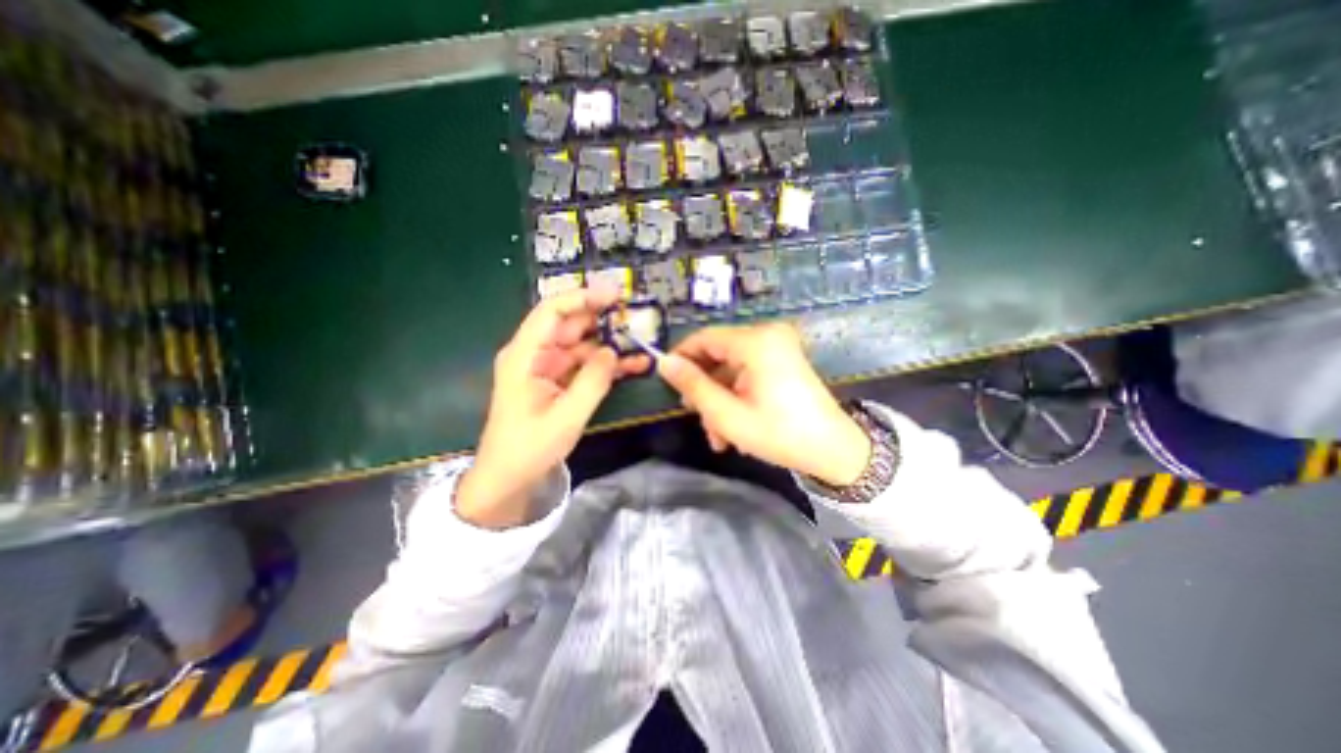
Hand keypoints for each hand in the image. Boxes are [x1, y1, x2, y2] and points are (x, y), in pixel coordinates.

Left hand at [458, 288, 652, 528]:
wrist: (509, 479)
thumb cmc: (529, 448)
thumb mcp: (566, 416)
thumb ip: (592, 381)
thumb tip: (612, 350)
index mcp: (525, 355)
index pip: (552, 312)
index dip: (582, 297)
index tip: (614, 294)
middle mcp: (534, 354)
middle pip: (570, 325)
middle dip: (603, 320)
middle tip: (636, 318)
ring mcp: (548, 368)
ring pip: (582, 345)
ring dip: (611, 344)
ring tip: (642, 343)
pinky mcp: (558, 382)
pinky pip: (585, 365)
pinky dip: (607, 365)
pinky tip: (634, 365)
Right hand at [659, 325, 870, 486]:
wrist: (834, 451)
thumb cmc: (779, 433)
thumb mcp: (727, 414)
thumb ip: (693, 386)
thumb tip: (664, 363)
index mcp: (756, 342)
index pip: (704, 338)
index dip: (682, 358)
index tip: (667, 383)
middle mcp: (768, 335)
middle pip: (718, 354)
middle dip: (705, 388)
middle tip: (696, 417)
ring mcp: (779, 347)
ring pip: (731, 368)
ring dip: (720, 399)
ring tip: (718, 435)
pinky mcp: (784, 360)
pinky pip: (748, 372)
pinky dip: (737, 395)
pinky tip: (733, 427)